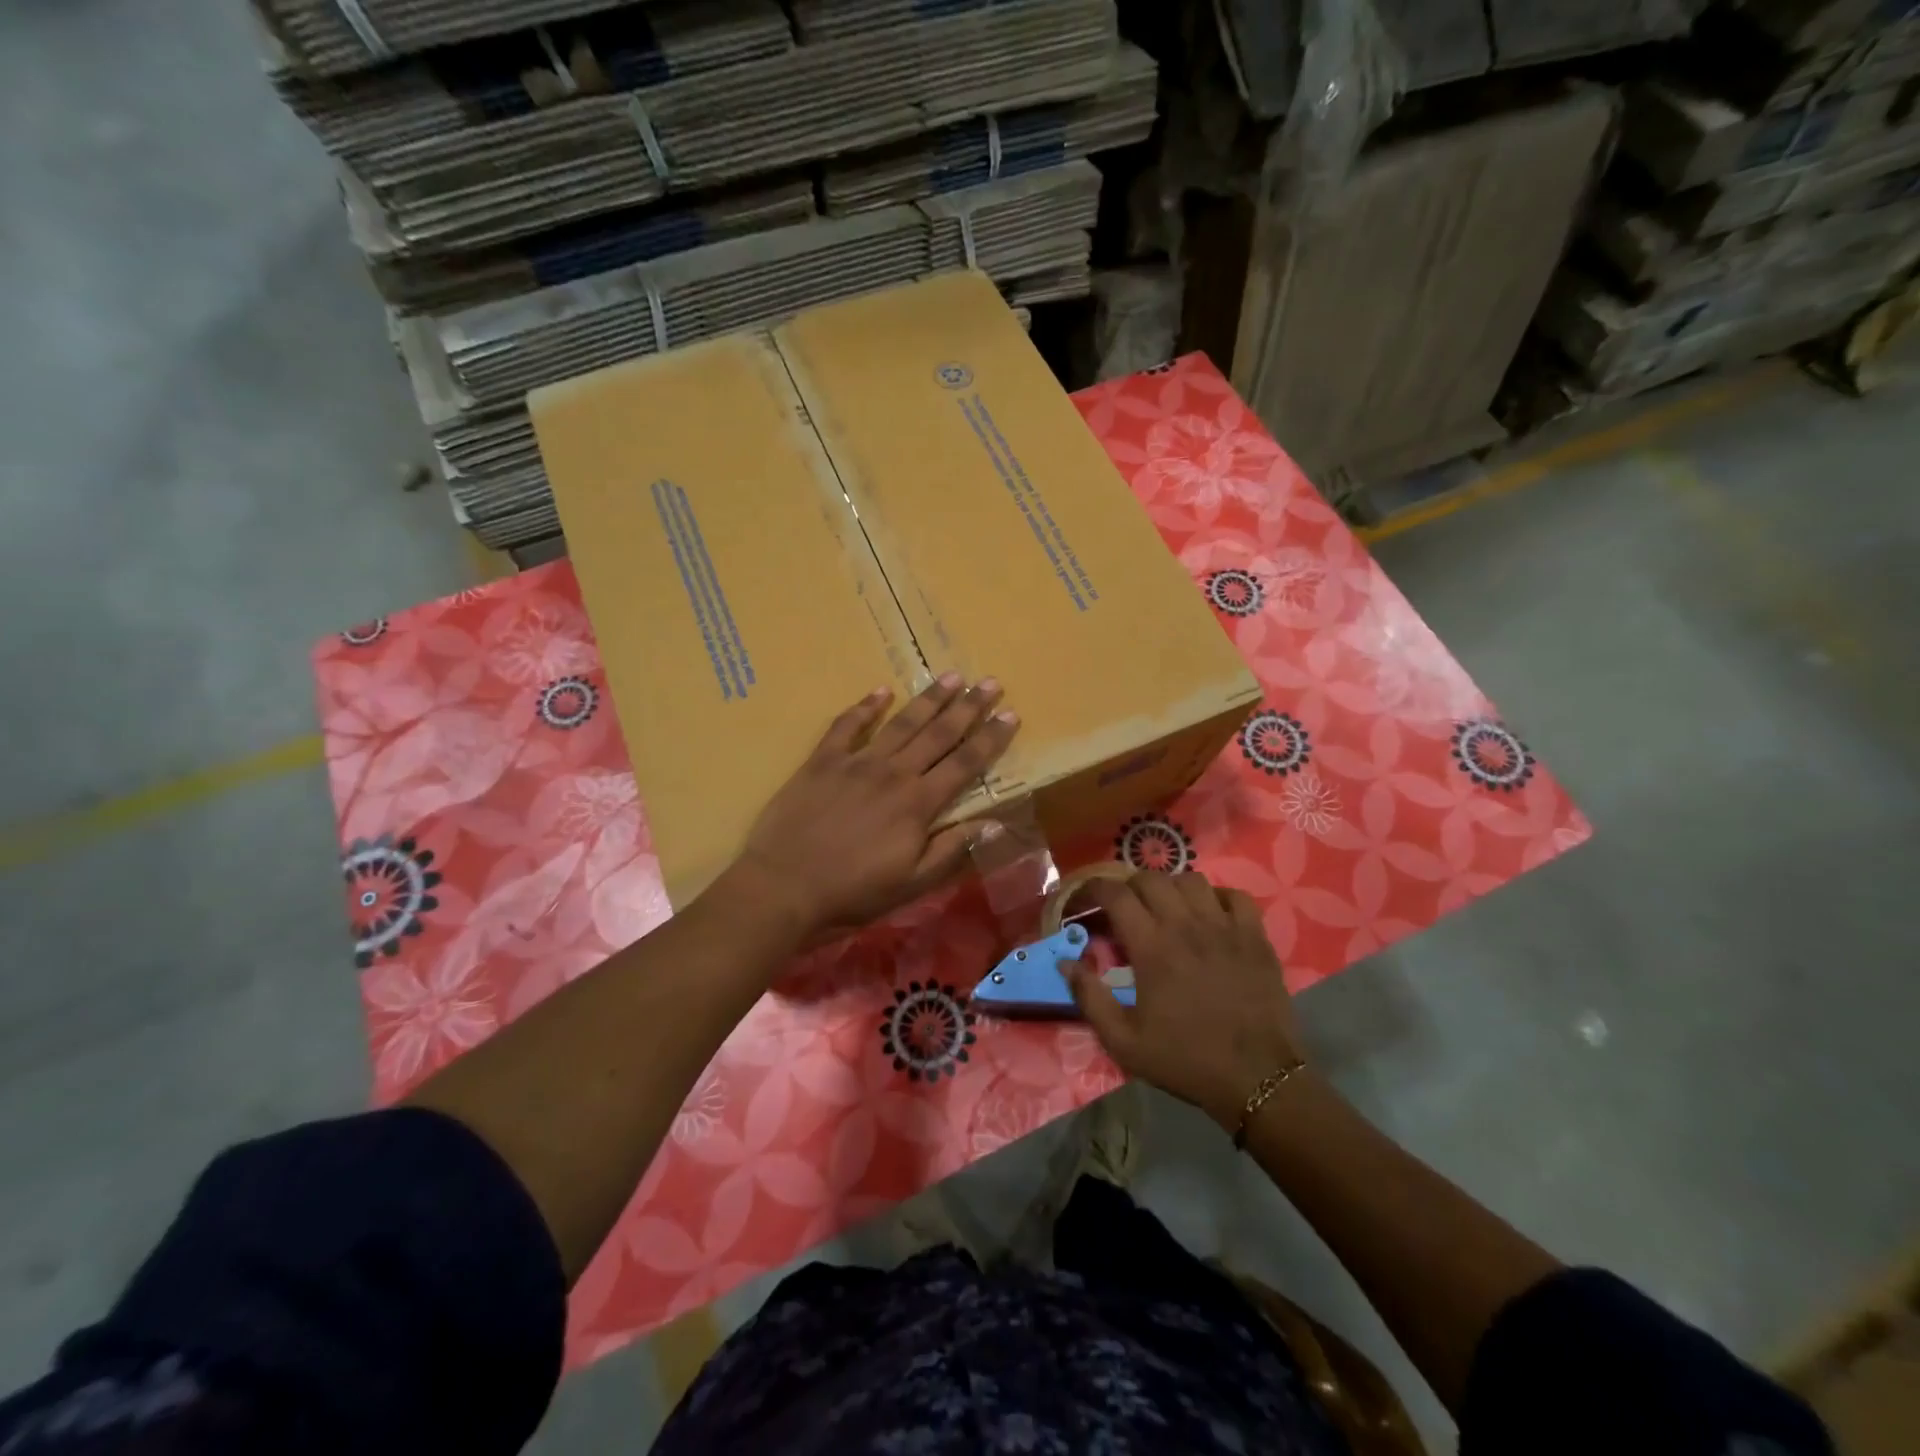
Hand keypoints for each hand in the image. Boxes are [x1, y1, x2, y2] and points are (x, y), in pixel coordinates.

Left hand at [734, 674, 1018, 935]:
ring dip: (929, 699)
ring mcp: (856, 762)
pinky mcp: (823, 761)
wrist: (785, 885)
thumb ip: (950, 849)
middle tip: (990, 682)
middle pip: (939, 734)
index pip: (965, 764)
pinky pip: (846, 726)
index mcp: (918, 803)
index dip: (990, 739)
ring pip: (901, 723)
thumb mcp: (911, 883)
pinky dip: (864, 707)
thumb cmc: (853, 891)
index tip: (1011, 715)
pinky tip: (881, 691)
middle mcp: (893, 773)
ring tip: (952, 677)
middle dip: (968, 707)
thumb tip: (992, 822)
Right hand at [1065, 871, 1307, 1132]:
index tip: (1086, 899)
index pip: (1116, 894)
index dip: (1095, 888)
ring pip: (1191, 880)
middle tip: (1124, 909)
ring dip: (1171, 888)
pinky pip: (1235, 896)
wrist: (1257, 1079)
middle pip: (1151, 878)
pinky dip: (1217, 897)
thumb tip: (1065, 962)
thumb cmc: (1186, 1060)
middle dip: (1129, 887)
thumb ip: (1089, 997)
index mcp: (1152, 947)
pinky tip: (1210, 915)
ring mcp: (1225, 927)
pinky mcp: (1255, 937)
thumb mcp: (1124, 1041)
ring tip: (1166, 909)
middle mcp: (1186, 926)